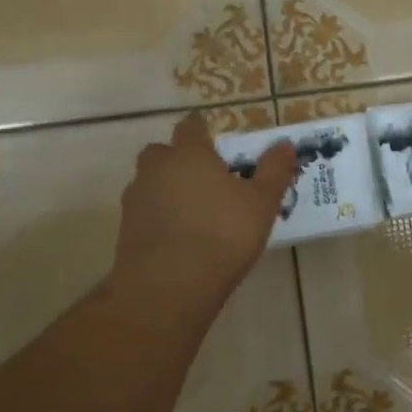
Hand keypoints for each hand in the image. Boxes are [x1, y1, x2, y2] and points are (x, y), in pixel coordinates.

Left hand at [111, 113, 296, 313]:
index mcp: (189, 154)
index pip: (190, 127)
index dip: (201, 129)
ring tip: (191, 209)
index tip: (212, 137)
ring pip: (148, 182)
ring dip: (164, 188)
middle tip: (202, 175)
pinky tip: (176, 235)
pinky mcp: (125, 230)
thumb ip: (273, 170)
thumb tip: (286, 144)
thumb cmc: (223, 234)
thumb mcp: (261, 202)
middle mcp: (157, 169)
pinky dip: (157, 216)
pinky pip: (143, 212)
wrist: (169, 285)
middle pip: (161, 152)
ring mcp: (136, 200)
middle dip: (177, 158)